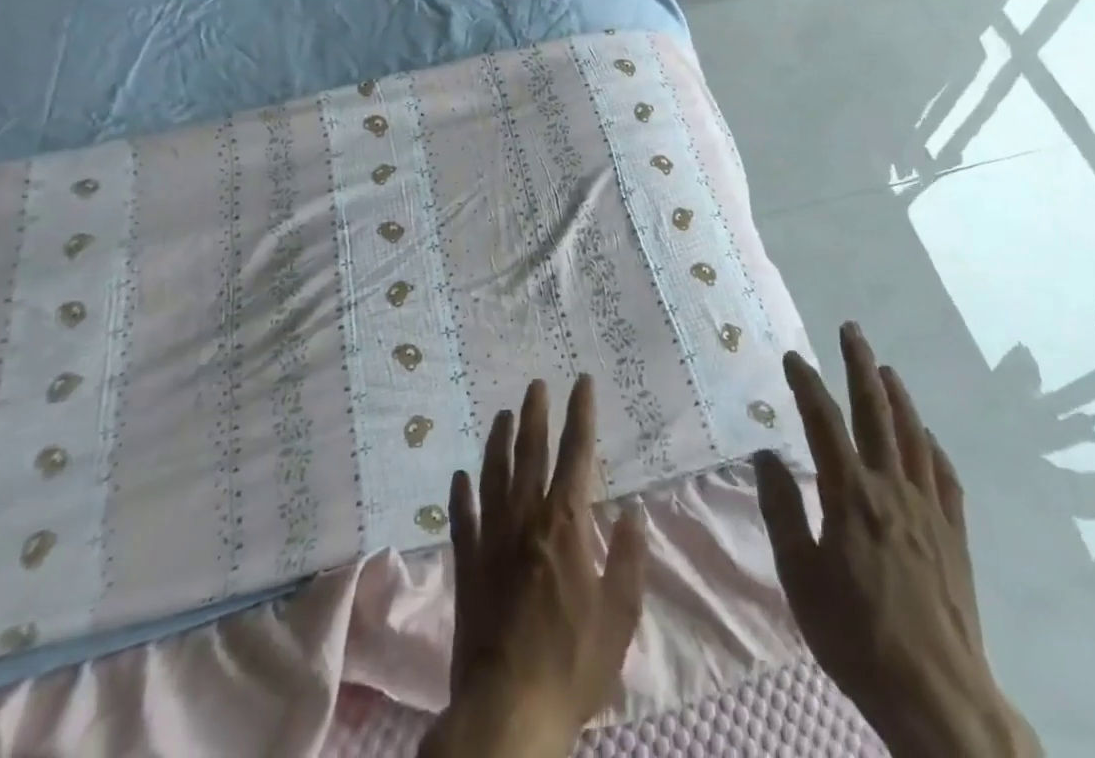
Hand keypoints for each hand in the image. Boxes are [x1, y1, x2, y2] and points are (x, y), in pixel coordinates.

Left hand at [419, 376, 646, 757]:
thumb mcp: (618, 618)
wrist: (507, 711)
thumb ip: (629, 560)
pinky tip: (460, 476)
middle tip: (535, 384)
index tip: (581, 382)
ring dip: (499, 442)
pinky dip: (461, 494)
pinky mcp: (467, 565)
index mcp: (566, 524)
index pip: (576, 454)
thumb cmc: (571, 664)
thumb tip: (634, 513)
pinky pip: (463, 519)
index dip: (581, 414)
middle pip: (531, 453)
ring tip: (502, 415)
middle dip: (536, 414)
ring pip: (494, 475)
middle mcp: (527, 519)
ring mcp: (492, 540)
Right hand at [753, 323, 1037, 757]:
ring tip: (886, 368)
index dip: (806, 383)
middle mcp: (891, 487)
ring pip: (914, 435)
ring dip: (898, 396)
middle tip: (851, 330)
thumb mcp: (800, 579)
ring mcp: (929, 508)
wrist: (938, 698)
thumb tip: (766, 454)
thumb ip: (781, 511)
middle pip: (876, 411)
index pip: (824, 421)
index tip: (792, 356)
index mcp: (850, 494)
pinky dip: (933, 447)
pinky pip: (945, 476)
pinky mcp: (955, 534)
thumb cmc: (857, 638)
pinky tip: (927, 438)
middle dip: (860, 365)